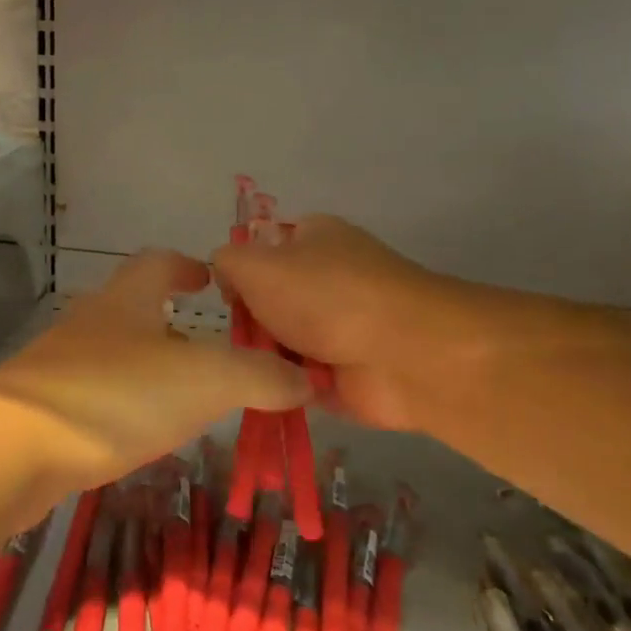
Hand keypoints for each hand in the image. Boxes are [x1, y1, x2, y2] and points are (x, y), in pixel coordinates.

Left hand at [0, 250, 308, 497]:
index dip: (188, 266)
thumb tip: (305, 379)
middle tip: (213, 353)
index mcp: (126, 299)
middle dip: (172, 322)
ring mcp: (59, 363)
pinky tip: (135, 435)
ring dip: (148, 367)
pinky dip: (121, 404)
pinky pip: (93, 394)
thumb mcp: (204, 380)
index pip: (158, 262)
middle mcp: (90, 322)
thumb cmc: (115, 396)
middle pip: (134, 307)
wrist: (12, 448)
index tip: (212, 279)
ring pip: (113, 353)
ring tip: (184, 400)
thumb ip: (259, 376)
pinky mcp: (41, 407)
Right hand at [214, 215, 484, 432]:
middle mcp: (328, 278)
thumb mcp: (257, 264)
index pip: (262, 248)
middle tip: (236, 339)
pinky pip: (297, 379)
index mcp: (314, 238)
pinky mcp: (346, 374)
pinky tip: (270, 391)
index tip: (226, 294)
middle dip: (250, 321)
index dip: (239, 270)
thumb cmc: (326, 297)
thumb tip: (228, 278)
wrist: (403, 356)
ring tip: (250, 370)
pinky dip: (283, 386)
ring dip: (264, 358)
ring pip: (280, 342)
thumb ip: (227, 262)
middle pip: (268, 300)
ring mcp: (340, 328)